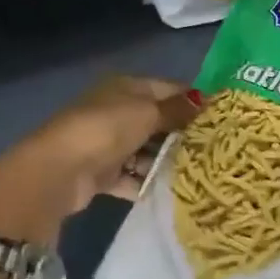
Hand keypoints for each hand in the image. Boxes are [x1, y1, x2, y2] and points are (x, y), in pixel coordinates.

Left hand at [0, 76, 198, 244]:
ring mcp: (108, 143)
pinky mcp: (103, 173)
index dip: (192, 99)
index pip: (168, 88)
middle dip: (183, 133)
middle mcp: (117, 111)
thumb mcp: (147, 113)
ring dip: (166, 160)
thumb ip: (177, 110)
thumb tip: (205, 100)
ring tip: (200, 171)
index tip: (221, 115)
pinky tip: (172, 190)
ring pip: (146, 150)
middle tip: (215, 147)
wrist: (58, 170)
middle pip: (158, 121)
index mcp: (126, 88)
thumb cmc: (106, 129)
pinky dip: (148, 182)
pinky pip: (133, 176)